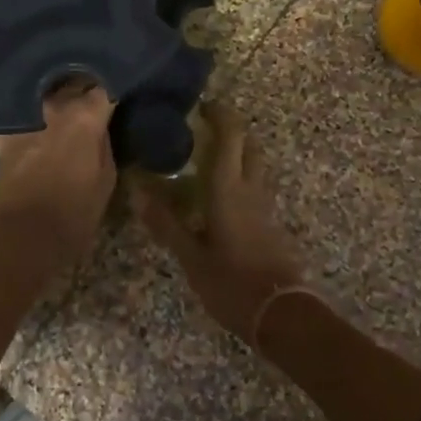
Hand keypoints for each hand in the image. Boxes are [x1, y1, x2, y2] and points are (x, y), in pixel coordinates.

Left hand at [0, 81, 117, 267]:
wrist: (22, 235)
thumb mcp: (106, 179)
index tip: (112, 95)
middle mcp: (55, 105)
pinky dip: (25, 112)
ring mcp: (26, 115)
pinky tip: (29, 116)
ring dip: (53, 94)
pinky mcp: (4, 132)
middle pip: (72, 82)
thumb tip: (99, 124)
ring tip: (60, 101)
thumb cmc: (74, 212)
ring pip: (44, 92)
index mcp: (86, 115)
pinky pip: (17, 111)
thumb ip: (103, 142)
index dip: (108, 90)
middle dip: (81, 85)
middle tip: (89, 96)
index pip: (103, 87)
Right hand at [134, 102, 305, 343]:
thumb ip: (166, 222)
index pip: (231, 135)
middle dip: (230, 130)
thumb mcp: (191, 256)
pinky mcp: (272, 223)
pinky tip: (220, 198)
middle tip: (202, 130)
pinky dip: (241, 179)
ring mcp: (266, 206)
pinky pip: (257, 187)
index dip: (220, 114)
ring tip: (207, 161)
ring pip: (256, 165)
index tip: (201, 105)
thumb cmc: (232, 282)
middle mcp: (251, 188)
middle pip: (248, 144)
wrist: (283, 315)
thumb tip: (137, 190)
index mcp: (229, 187)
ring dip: (237, 154)